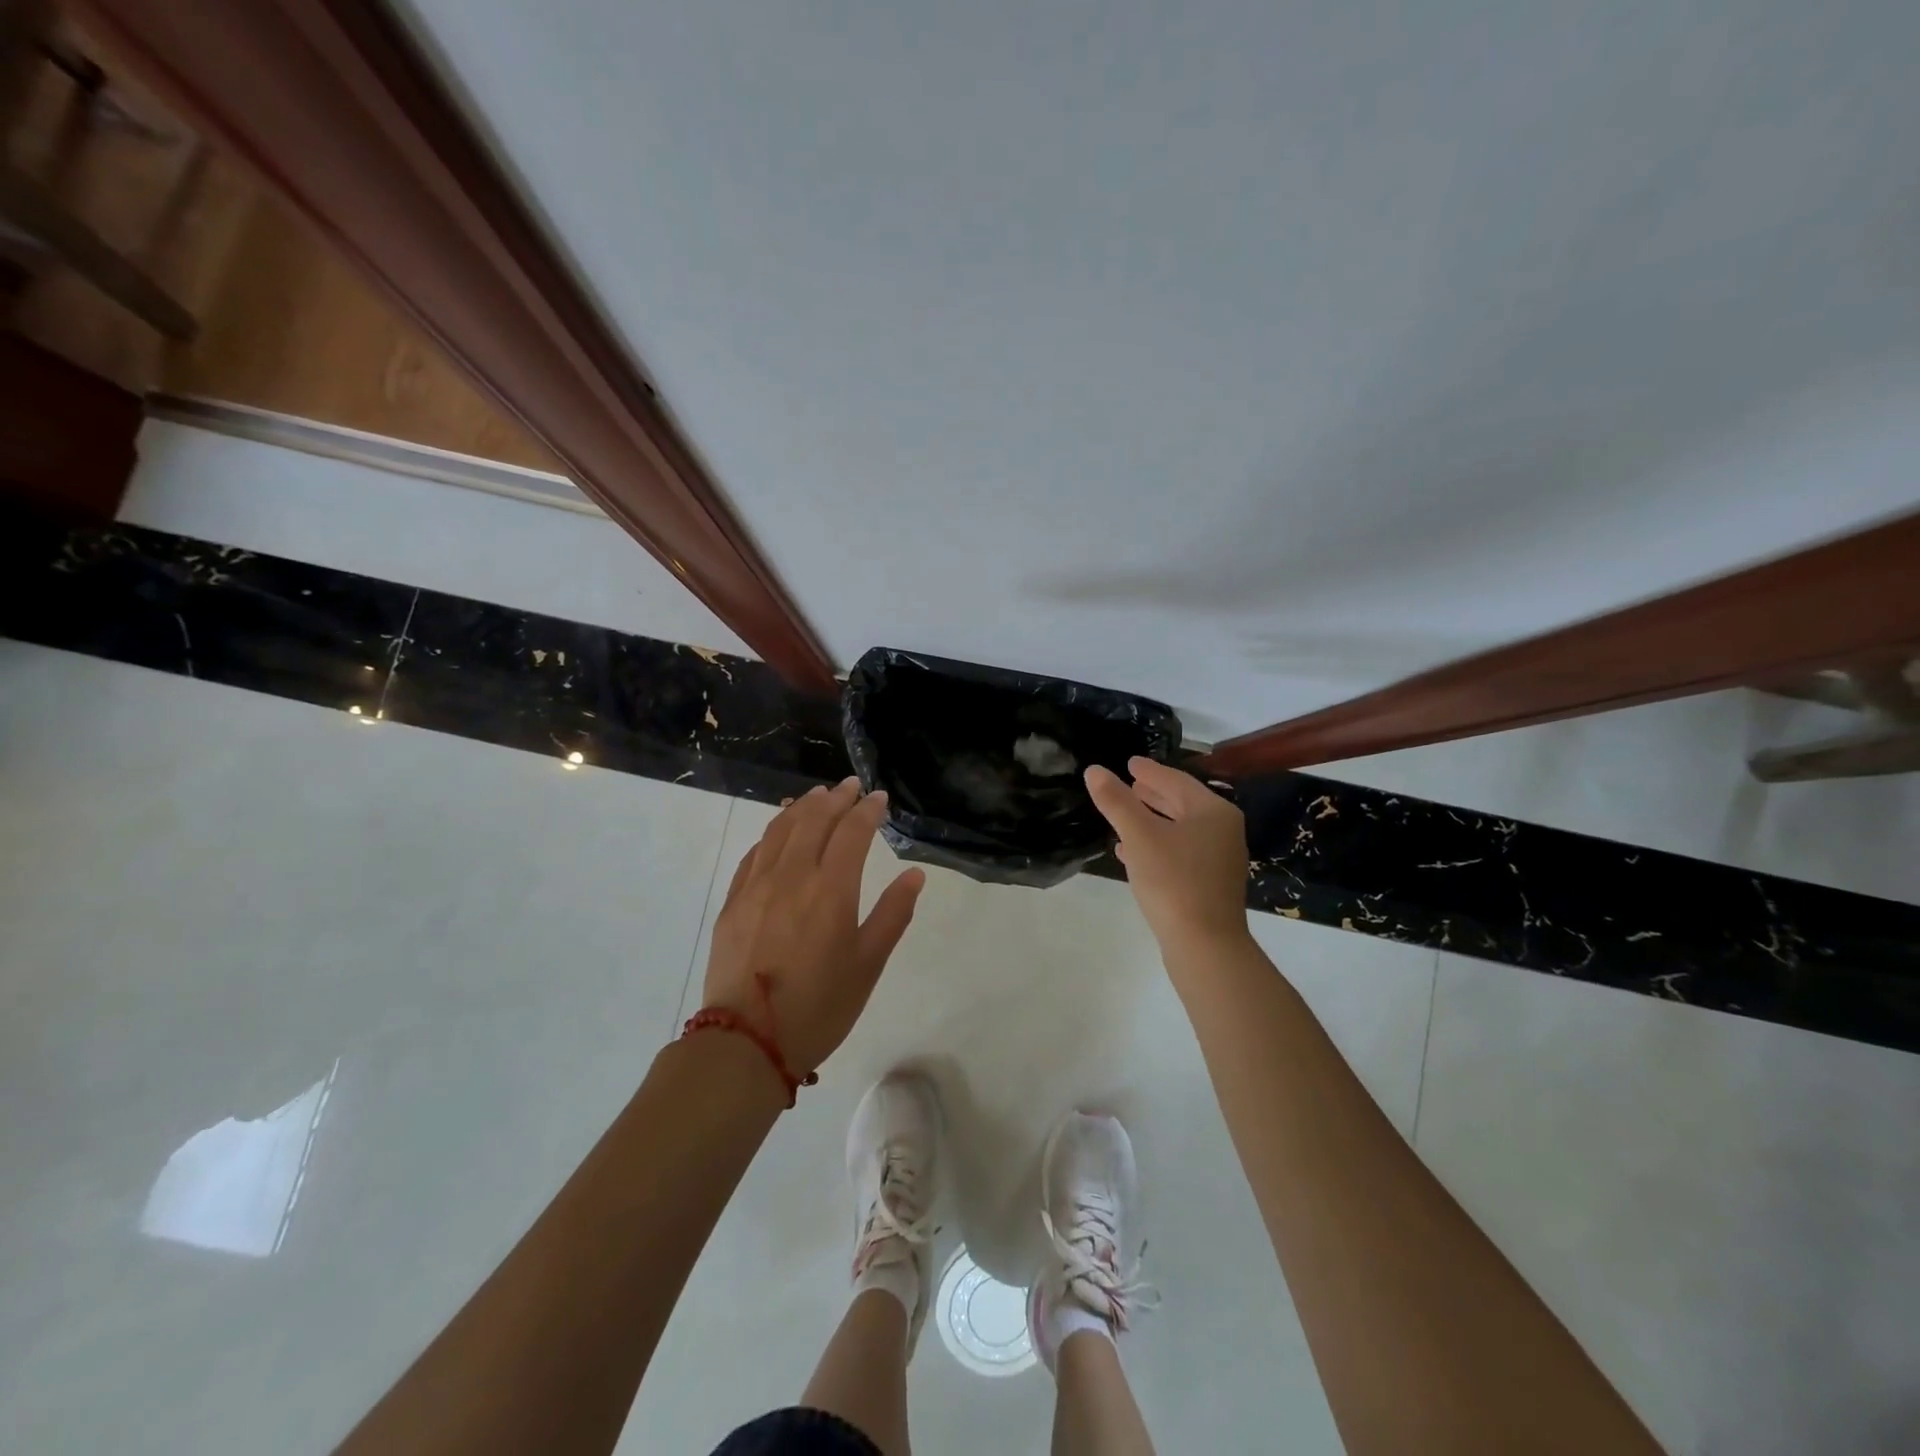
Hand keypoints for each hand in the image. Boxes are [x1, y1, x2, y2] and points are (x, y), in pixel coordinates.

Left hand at [700, 777, 925, 1076]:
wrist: (747, 1041)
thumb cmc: (820, 1006)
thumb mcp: (868, 964)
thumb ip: (892, 914)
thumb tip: (914, 875)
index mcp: (831, 889)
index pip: (852, 832)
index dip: (868, 810)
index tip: (879, 797)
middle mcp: (792, 876)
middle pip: (813, 820)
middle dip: (836, 798)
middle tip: (851, 786)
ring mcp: (756, 886)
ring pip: (780, 830)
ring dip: (802, 807)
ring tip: (817, 796)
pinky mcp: (733, 902)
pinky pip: (754, 853)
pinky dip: (772, 833)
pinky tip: (779, 831)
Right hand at [1085, 757, 1249, 952]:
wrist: (1205, 945)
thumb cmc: (1174, 881)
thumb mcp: (1139, 836)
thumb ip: (1116, 801)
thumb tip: (1094, 770)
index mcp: (1213, 812)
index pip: (1176, 780)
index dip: (1149, 771)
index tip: (1129, 763)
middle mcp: (1223, 831)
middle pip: (1182, 803)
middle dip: (1152, 794)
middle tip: (1127, 784)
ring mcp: (1220, 859)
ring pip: (1181, 829)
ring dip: (1152, 820)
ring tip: (1125, 814)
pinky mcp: (1210, 884)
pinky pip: (1181, 852)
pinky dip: (1158, 844)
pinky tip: (1132, 852)